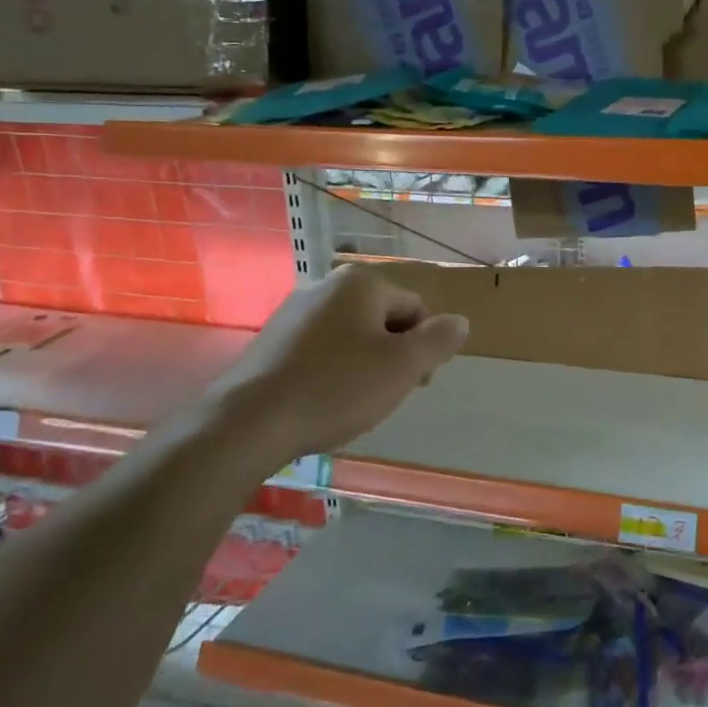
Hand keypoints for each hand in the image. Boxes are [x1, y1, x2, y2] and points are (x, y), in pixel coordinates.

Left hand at [205, 264, 468, 471]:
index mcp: (361, 283)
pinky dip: (331, 371)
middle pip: (382, 319)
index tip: (415, 384)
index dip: (423, 348)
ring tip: (353, 402)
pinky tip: (323, 401)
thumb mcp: (403, 366)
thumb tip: (461, 321)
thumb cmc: (336, 388)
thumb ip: (439, 340)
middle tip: (386, 395)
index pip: (415, 309)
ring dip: (363, 365)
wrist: (247, 423)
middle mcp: (326, 285)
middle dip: (393, 355)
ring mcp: (293, 312)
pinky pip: (319, 350)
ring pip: (351, 336)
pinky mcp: (270, 340)